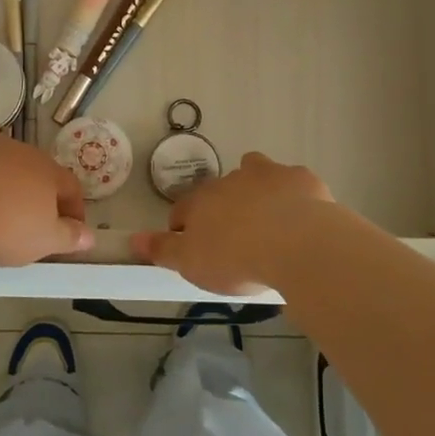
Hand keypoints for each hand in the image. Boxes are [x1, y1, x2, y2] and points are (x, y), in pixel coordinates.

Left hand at [0, 134, 93, 264]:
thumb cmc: (5, 226)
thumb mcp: (44, 240)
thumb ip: (69, 237)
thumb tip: (90, 236)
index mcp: (47, 171)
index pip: (71, 186)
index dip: (73, 210)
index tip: (70, 232)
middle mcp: (20, 151)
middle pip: (35, 172)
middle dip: (36, 196)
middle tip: (30, 224)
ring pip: (1, 166)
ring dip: (3, 186)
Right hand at [130, 152, 333, 294]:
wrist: (296, 245)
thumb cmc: (236, 259)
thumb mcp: (191, 264)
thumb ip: (162, 250)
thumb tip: (133, 240)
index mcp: (201, 201)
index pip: (182, 210)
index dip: (183, 228)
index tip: (192, 248)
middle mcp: (229, 180)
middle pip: (218, 190)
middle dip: (222, 207)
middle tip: (234, 238)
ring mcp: (267, 174)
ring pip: (254, 171)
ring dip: (255, 188)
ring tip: (267, 218)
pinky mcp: (300, 178)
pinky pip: (292, 182)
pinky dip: (292, 195)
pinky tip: (301, 216)